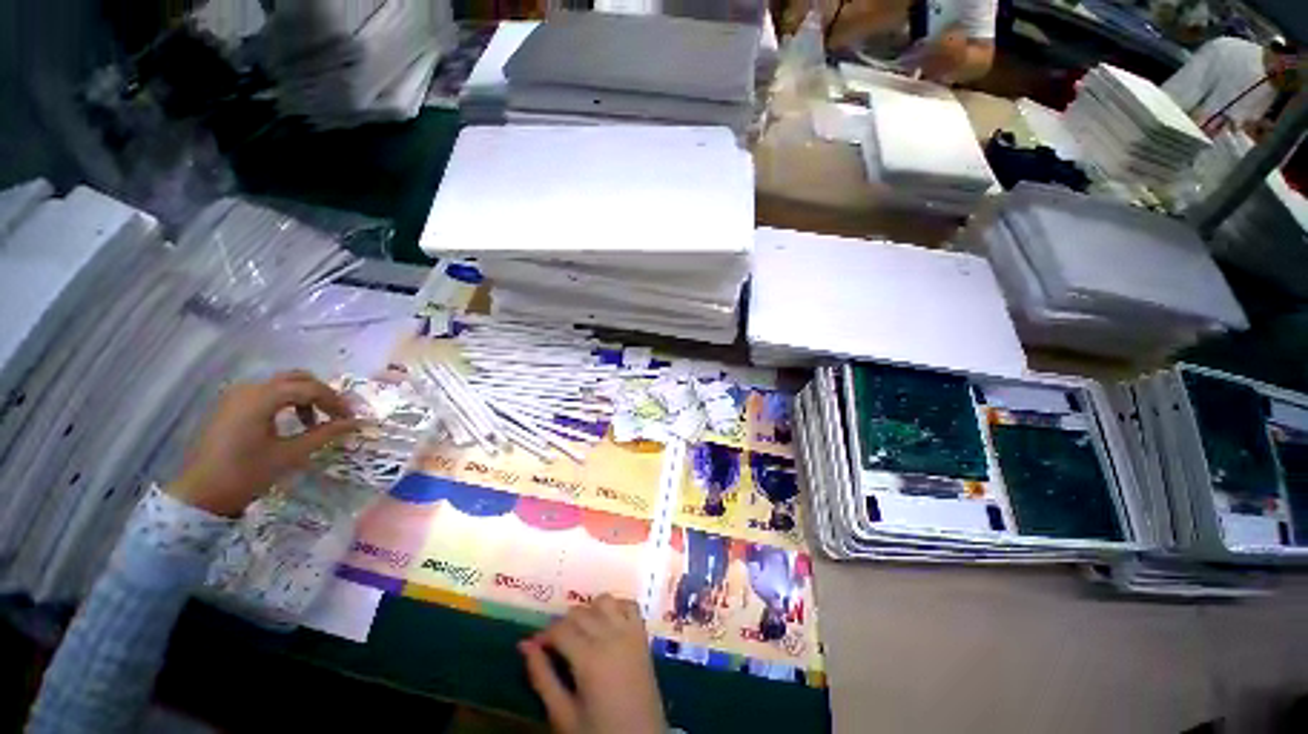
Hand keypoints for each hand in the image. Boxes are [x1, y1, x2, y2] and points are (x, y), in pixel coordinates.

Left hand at [169, 371, 359, 516]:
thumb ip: (325, 434)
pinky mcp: (231, 406)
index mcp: (262, 398)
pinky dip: (286, 402)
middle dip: (322, 394)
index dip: (336, 402)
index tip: (351, 419)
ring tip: (315, 422)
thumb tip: (356, 422)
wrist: (200, 495)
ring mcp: (236, 396)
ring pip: (282, 384)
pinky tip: (291, 422)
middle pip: (296, 378)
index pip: (310, 388)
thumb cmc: (246, 474)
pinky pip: (266, 393)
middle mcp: (249, 389)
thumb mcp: (290, 455)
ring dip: (304, 397)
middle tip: (337, 415)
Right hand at [520, 595, 666, 733]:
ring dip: (589, 611)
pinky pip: (629, 606)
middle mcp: (611, 636)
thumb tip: (524, 645)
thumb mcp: (563, 715)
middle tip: (555, 647)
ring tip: (581, 634)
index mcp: (590, 657)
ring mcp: (630, 633)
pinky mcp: (643, 636)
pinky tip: (606, 625)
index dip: (544, 635)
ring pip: (605, 601)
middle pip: (580, 612)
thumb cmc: (598, 733)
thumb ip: (542, 677)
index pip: (560, 629)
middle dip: (563, 624)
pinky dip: (616, 607)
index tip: (535, 648)